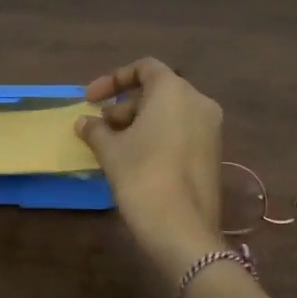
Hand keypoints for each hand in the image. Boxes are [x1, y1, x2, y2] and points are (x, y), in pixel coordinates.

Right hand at [76, 57, 225, 274]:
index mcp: (174, 91)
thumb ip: (95, 129)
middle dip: (123, 106)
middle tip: (99, 127)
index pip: (144, 68)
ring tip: (112, 146)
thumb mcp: (110, 150)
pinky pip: (181, 132)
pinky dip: (157, 136)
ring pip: (169, 113)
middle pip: (157, 91)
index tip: (90, 99)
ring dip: (138, 122)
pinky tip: (134, 159)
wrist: (182, 229)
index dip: (113, 79)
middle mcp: (198, 102)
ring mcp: (210, 129)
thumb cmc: (142, 175)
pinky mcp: (212, 153)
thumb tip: (84, 122)